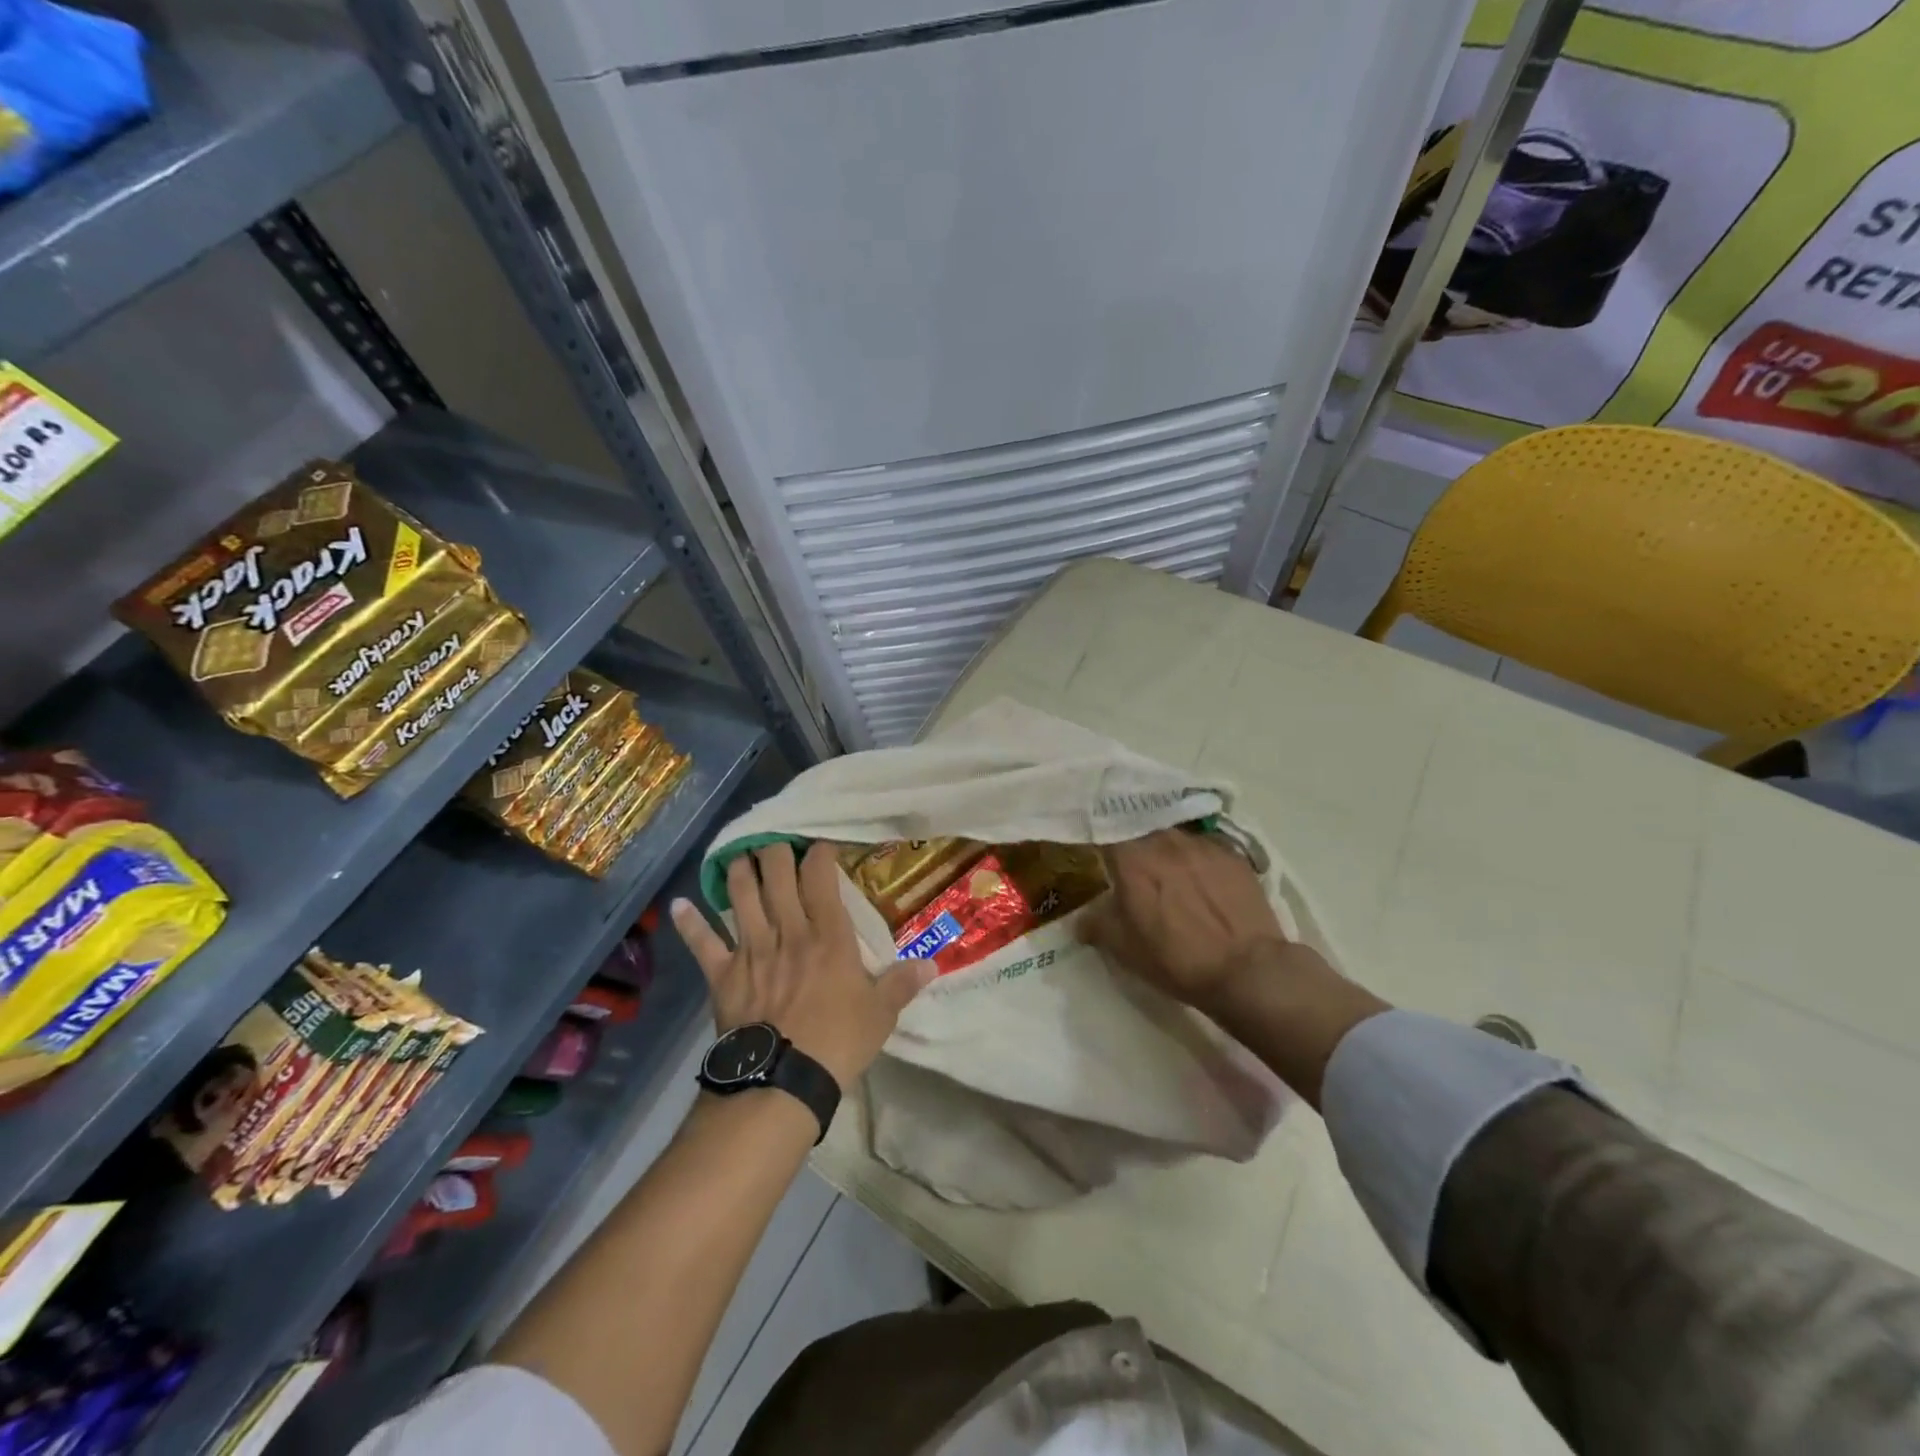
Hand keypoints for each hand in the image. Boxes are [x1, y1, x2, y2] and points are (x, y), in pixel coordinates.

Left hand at [670, 842, 934, 1087]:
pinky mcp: (723, 975)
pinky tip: (678, 905)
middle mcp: (788, 931)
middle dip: (776, 851)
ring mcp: (752, 950)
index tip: (819, 844)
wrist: (783, 1081)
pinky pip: (703, 943)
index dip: (818, 854)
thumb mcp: (880, 1014)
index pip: (820, 878)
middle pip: (777, 876)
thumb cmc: (838, 1043)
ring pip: (741, 896)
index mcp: (828, 936)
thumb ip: (902, 984)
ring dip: (739, 872)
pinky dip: (690, 923)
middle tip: (776, 842)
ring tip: (740, 856)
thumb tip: (933, 964)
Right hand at [1081, 828, 1387, 1108]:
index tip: (1095, 851)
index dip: (1098, 838)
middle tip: (1130, 863)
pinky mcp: (1234, 854)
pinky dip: (1197, 858)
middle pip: (1140, 827)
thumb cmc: (1175, 959)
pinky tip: (1202, 880)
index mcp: (1132, 857)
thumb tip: (1081, 920)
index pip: (1104, 830)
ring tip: (1168, 870)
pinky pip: (1205, 847)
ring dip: (1165, 848)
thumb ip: (1096, 924)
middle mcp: (1165, 839)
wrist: (1247, 970)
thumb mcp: (1123, 949)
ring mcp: (1202, 844)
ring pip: (1173, 835)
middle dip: (1132, 841)